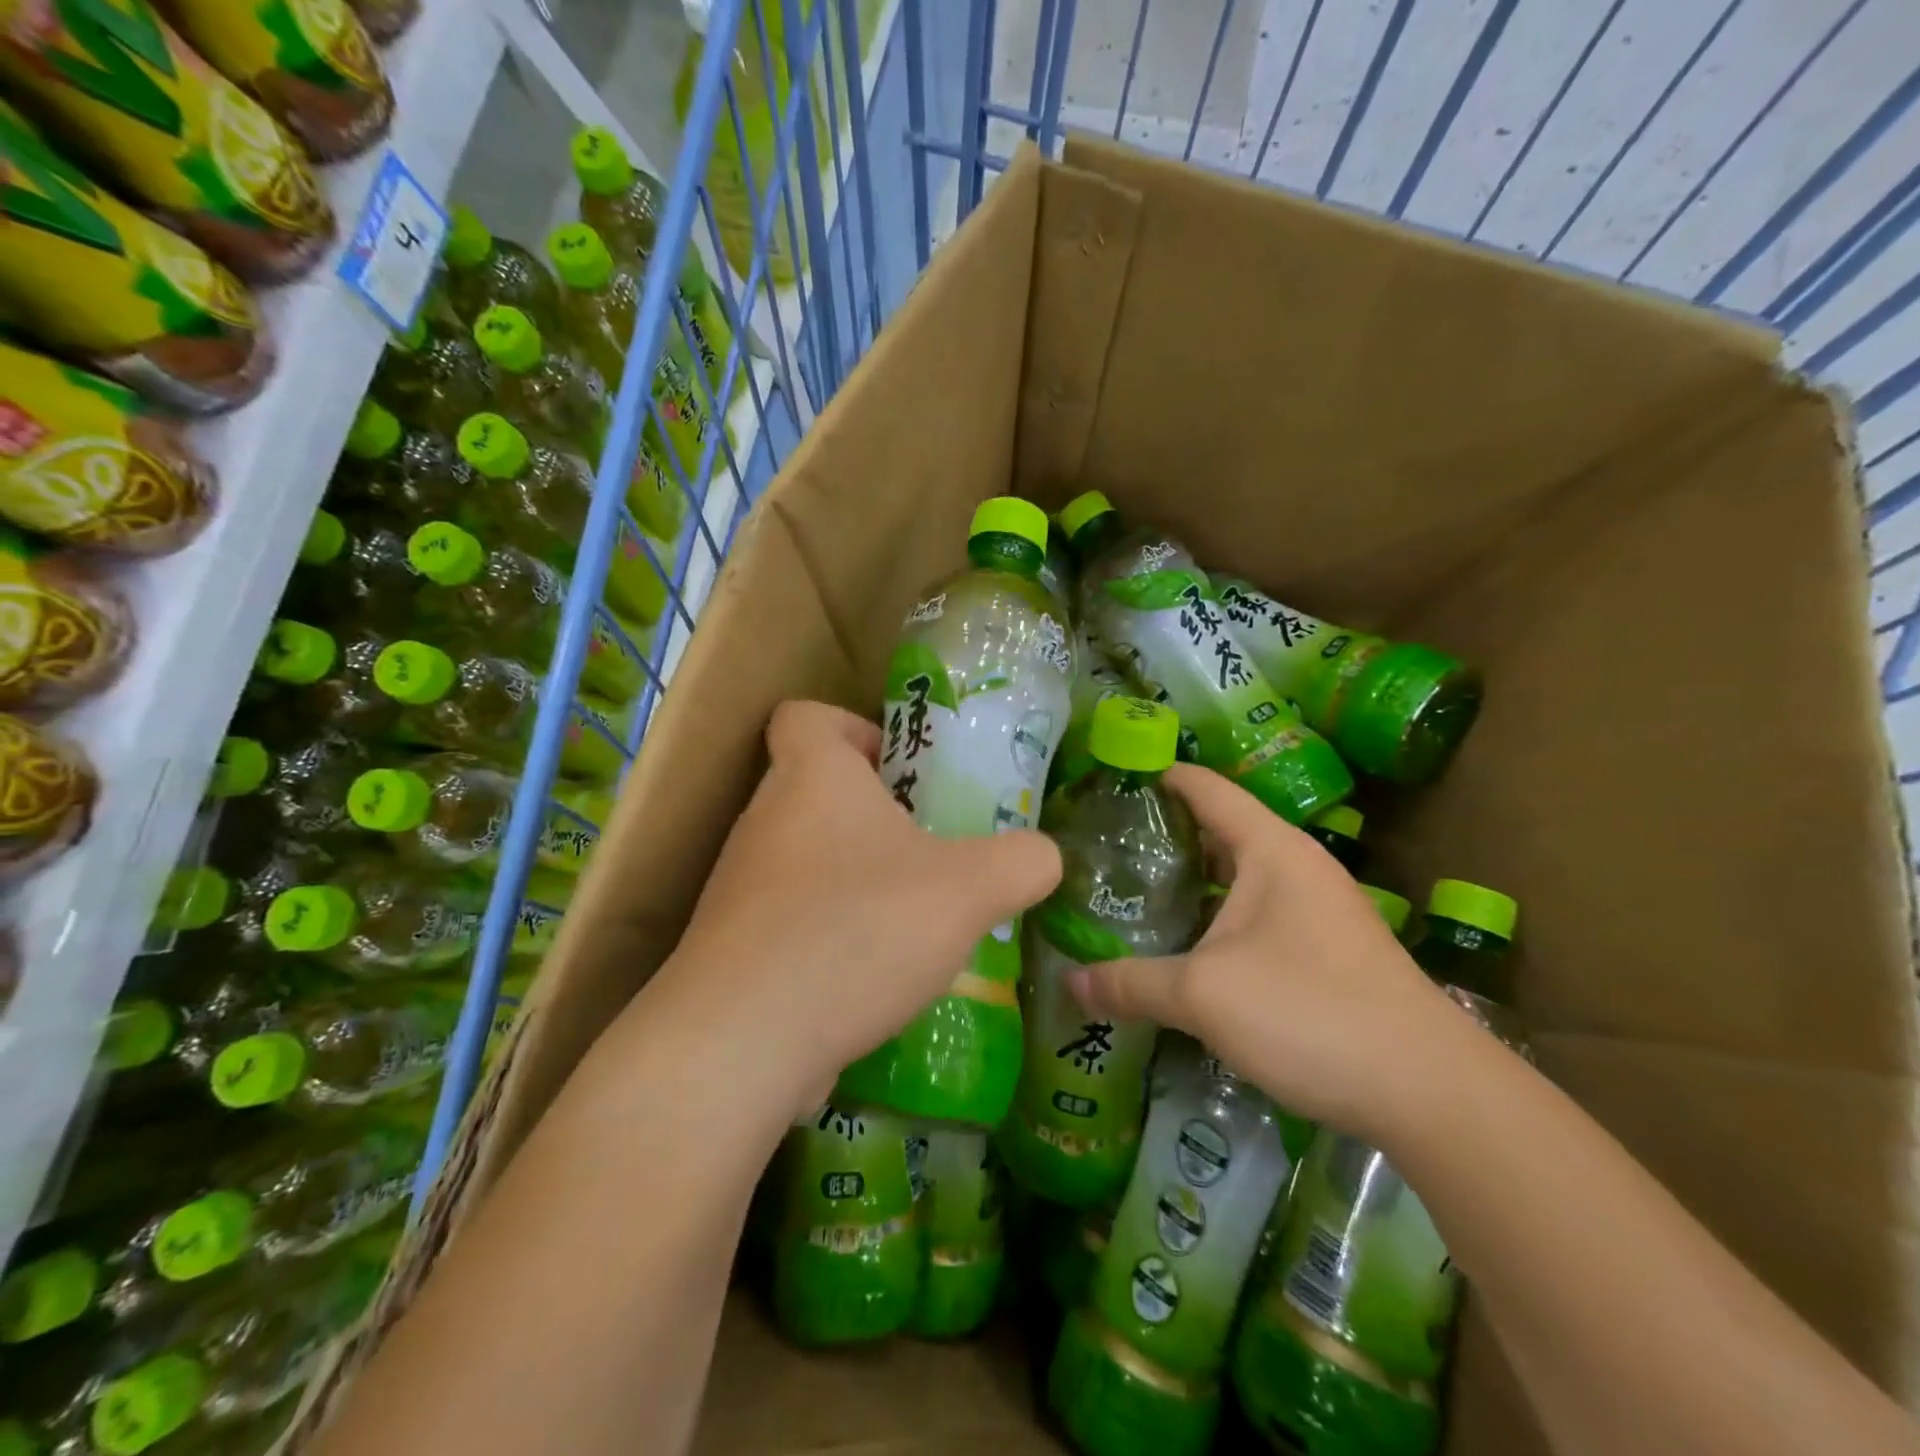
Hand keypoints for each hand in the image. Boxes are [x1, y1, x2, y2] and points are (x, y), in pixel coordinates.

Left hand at [649, 700, 1060, 1112]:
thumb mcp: (969, 889)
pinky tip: (874, 978)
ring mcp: (740, 884)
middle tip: (933, 854)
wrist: (743, 1041)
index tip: (903, 771)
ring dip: (859, 880)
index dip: (856, 729)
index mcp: (812, 776)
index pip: (807, 715)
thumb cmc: (858, 929)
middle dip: (879, 816)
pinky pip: (791, 919)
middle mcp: (765, 818)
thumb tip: (1042, 857)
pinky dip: (832, 935)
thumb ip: (1021, 861)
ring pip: (808, 858)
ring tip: (914, 923)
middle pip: (818, 791)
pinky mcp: (733, 946)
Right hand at [1066, 764, 1465, 1140]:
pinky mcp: (1323, 952)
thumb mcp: (1205, 994)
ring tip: (1128, 894)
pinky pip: (1253, 917)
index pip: (1204, 788)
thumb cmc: (1311, 1013)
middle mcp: (1295, 867)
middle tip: (1099, 847)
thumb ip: (1132, 983)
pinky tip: (1181, 948)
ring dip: (1188, 884)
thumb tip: (1068, 983)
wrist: (1432, 1093)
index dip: (1155, 776)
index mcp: (1271, 849)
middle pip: (1217, 831)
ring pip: (1235, 879)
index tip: (1105, 780)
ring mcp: (1314, 910)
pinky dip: (1213, 920)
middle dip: (1160, 836)